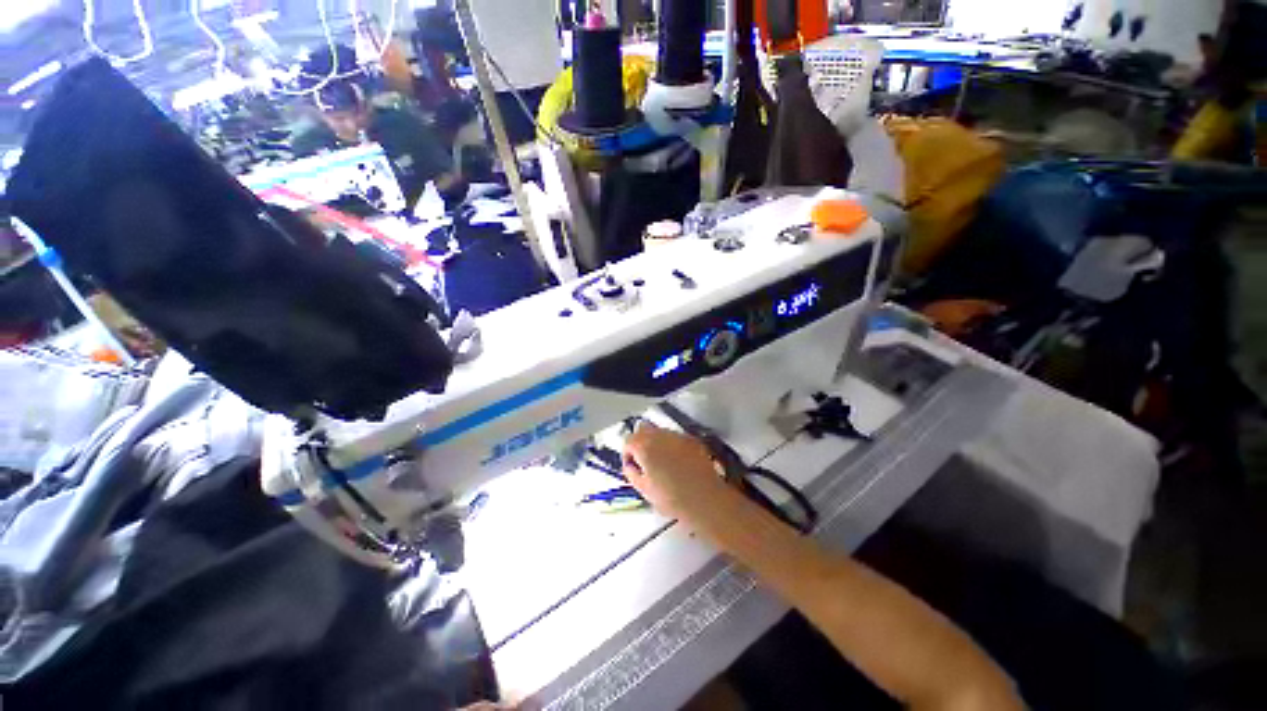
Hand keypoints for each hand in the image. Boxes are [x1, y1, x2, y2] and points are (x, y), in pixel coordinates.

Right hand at [621, 423, 733, 520]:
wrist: (704, 499)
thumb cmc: (672, 498)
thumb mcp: (644, 490)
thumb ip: (631, 473)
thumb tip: (630, 467)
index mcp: (644, 446)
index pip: (628, 440)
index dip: (627, 453)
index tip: (631, 465)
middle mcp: (660, 435)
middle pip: (643, 429)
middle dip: (640, 442)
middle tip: (643, 460)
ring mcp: (677, 436)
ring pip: (660, 432)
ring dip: (656, 442)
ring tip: (661, 462)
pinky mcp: (692, 440)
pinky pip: (676, 437)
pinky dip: (672, 445)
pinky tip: (677, 462)